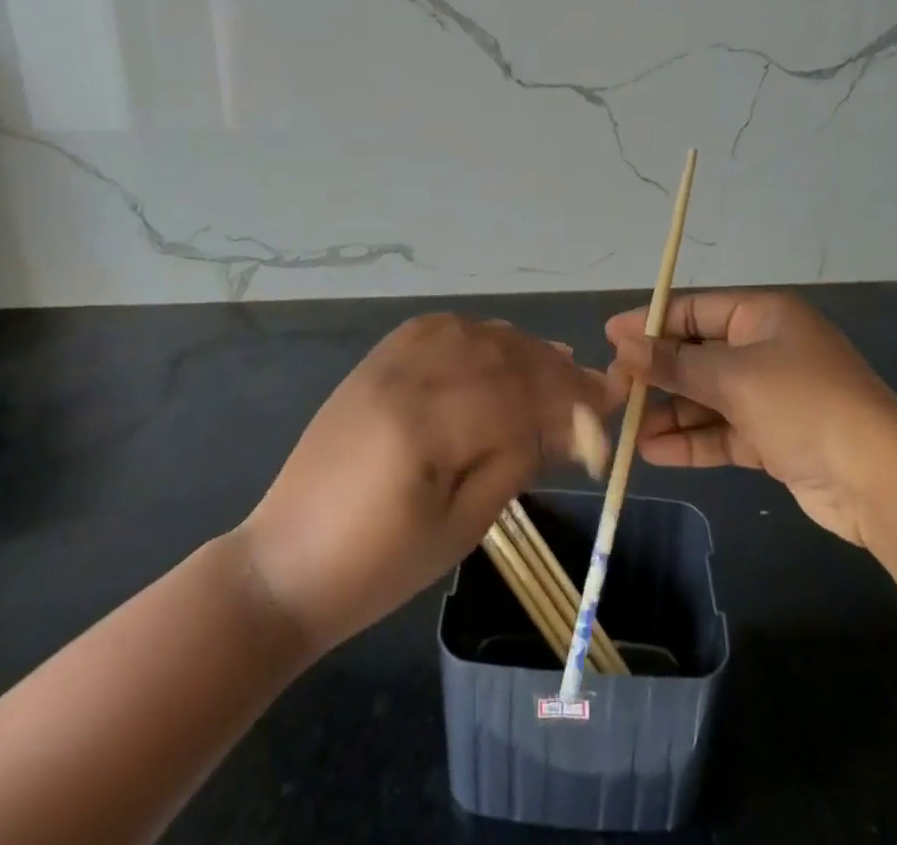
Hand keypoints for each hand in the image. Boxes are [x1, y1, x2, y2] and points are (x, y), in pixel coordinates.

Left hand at [237, 315, 616, 655]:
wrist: (285, 563)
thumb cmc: (377, 568)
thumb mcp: (461, 528)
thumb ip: (516, 462)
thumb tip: (568, 424)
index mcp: (425, 424)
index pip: (517, 395)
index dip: (570, 400)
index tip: (610, 406)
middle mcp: (406, 376)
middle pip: (500, 355)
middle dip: (554, 371)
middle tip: (593, 388)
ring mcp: (386, 363)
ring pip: (472, 333)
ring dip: (520, 347)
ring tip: (555, 367)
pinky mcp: (374, 363)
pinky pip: (436, 328)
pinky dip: (476, 332)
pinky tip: (497, 346)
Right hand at [607, 291, 896, 549]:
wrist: (881, 481)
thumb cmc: (804, 404)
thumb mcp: (734, 378)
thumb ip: (675, 364)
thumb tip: (623, 347)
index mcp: (763, 316)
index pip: (695, 310)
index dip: (652, 322)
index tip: (610, 337)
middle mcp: (766, 348)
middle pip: (699, 354)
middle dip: (657, 374)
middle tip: (613, 390)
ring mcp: (772, 395)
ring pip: (707, 397)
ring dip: (670, 412)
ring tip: (626, 430)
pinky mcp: (775, 437)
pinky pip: (723, 430)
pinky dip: (692, 440)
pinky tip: (654, 452)